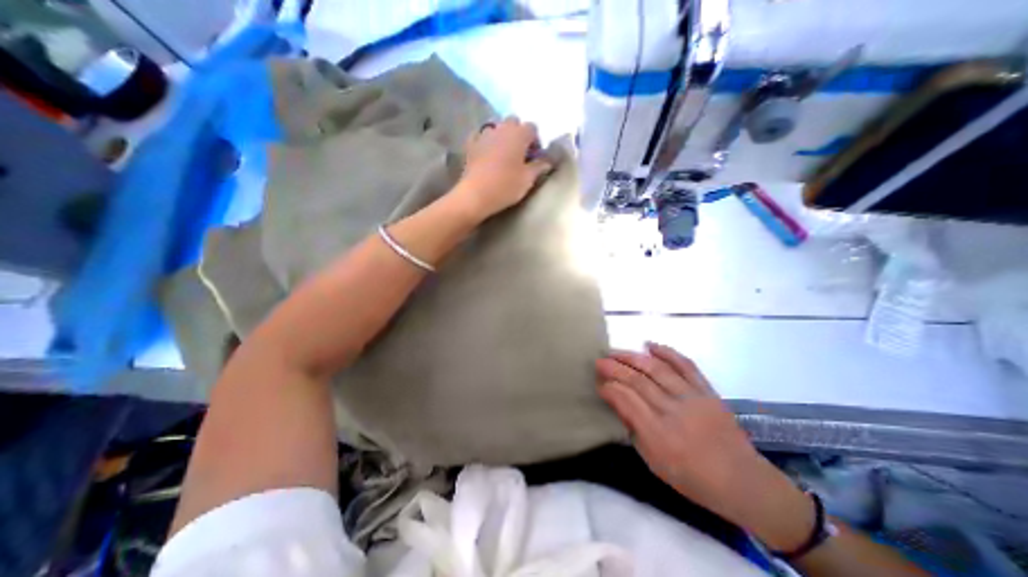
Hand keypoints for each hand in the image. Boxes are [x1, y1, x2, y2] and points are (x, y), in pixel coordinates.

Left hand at [455, 114, 553, 219]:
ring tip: (504, 154)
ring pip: (497, 128)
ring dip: (502, 137)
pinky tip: (487, 154)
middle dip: (519, 134)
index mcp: (518, 134)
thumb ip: (538, 167)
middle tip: (520, 153)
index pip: (532, 128)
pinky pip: (481, 136)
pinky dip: (486, 142)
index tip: (535, 156)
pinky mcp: (471, 144)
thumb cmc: (505, 186)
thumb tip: (547, 162)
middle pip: (513, 122)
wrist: (476, 195)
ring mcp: (484, 135)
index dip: (536, 140)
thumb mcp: (527, 179)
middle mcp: (501, 128)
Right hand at [595, 343, 821, 548]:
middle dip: (614, 368)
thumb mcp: (655, 463)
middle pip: (638, 381)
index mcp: (659, 435)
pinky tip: (649, 344)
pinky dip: (666, 352)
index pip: (626, 401)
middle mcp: (674, 412)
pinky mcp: (707, 391)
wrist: (743, 482)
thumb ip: (634, 430)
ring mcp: (693, 398)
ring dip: (632, 357)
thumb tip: (618, 403)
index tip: (598, 383)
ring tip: (616, 351)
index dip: (609, 388)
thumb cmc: (693, 479)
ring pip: (657, 369)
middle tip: (599, 361)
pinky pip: (685, 365)